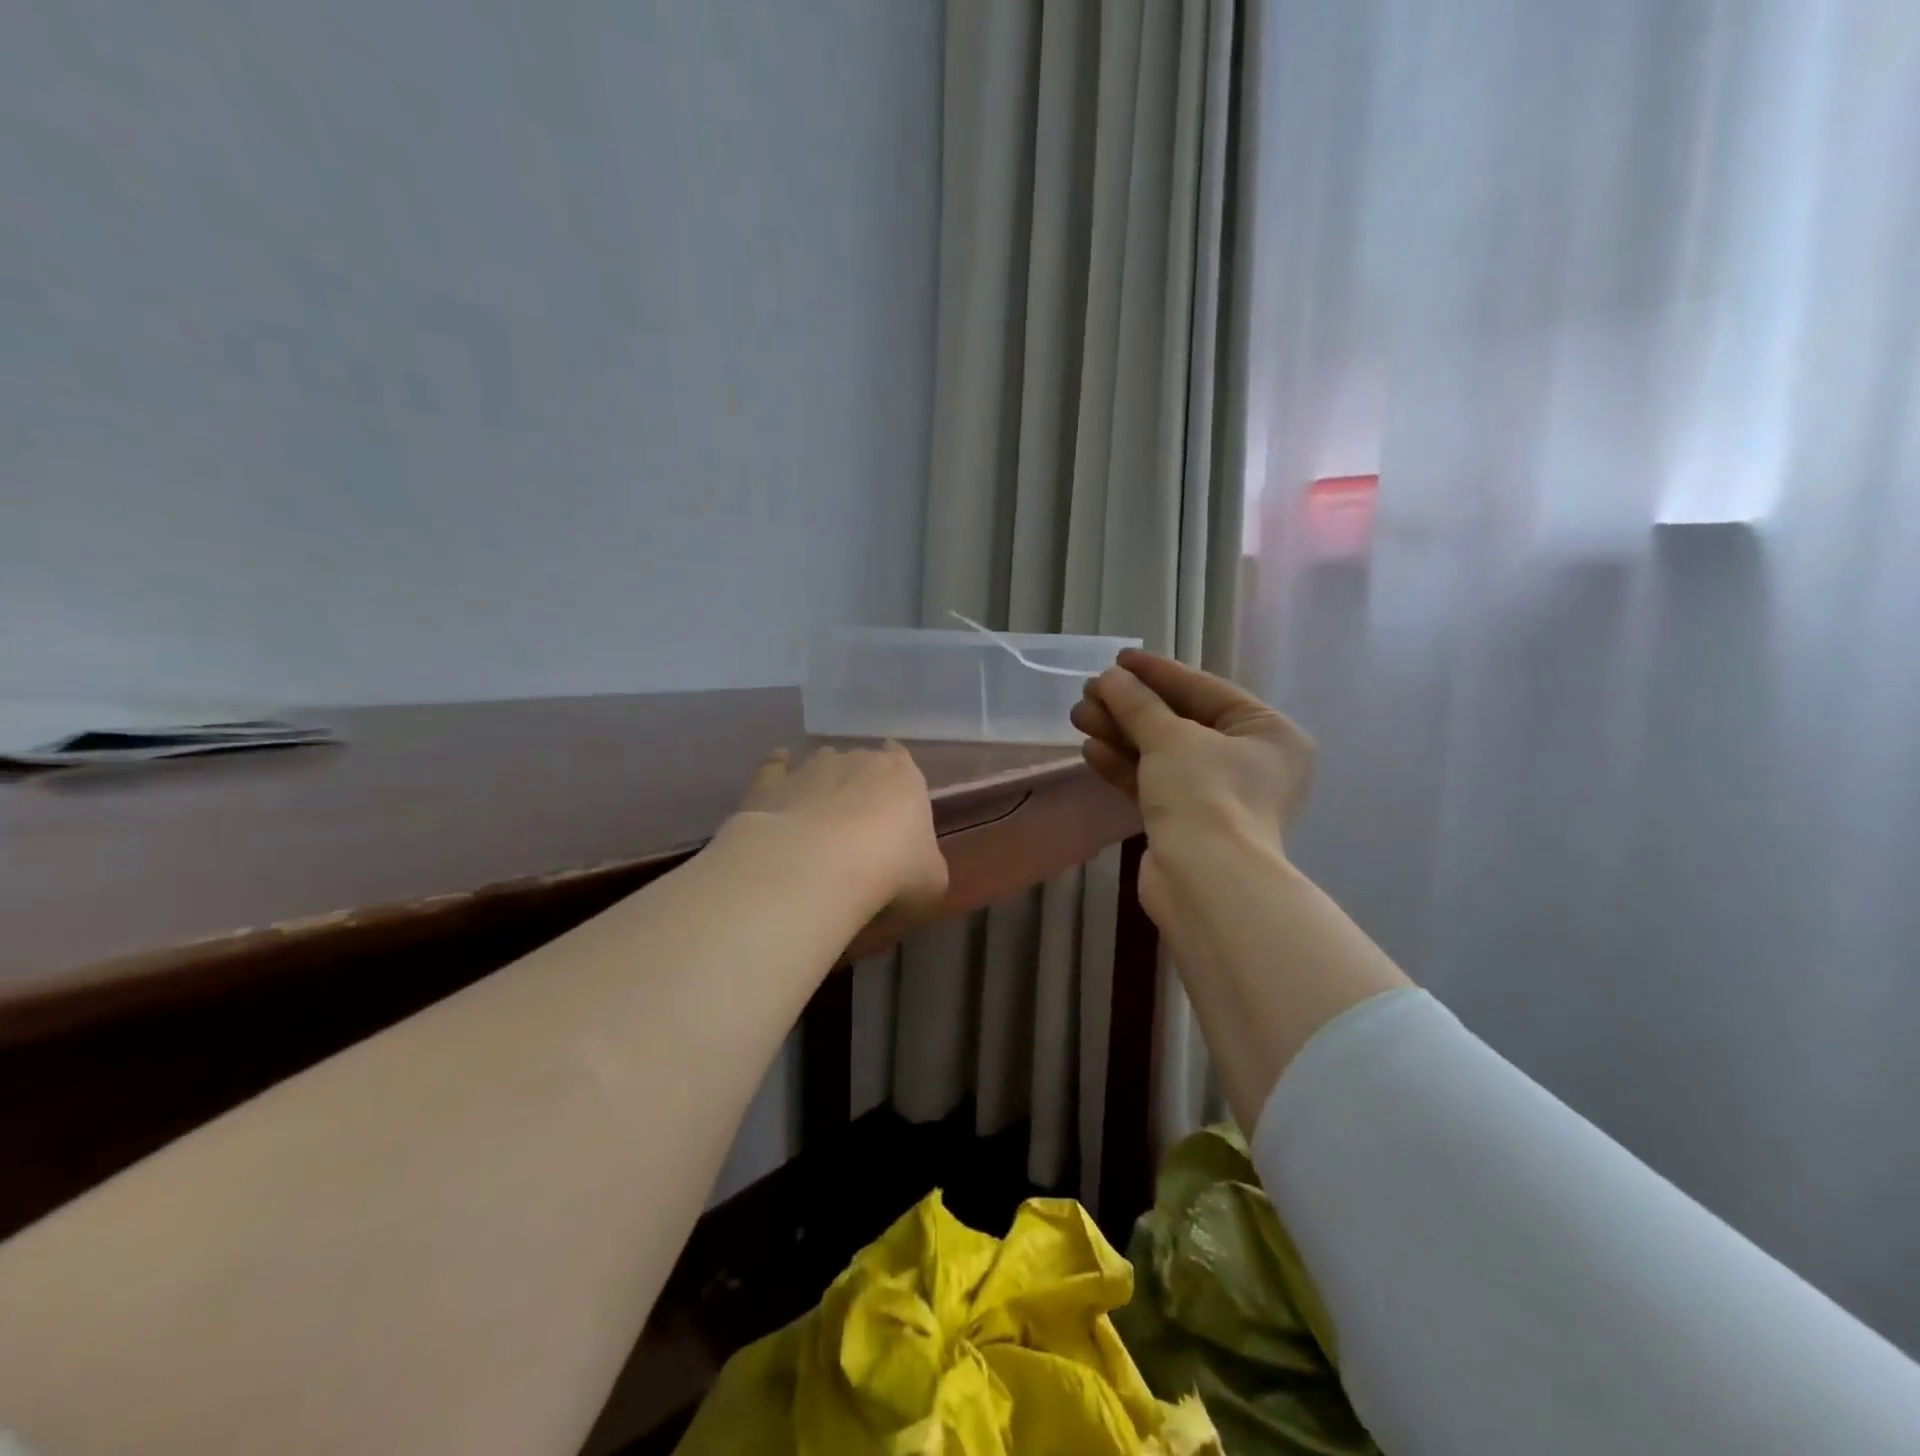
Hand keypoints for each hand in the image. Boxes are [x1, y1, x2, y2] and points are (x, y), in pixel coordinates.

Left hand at [726, 743, 947, 922]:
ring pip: (820, 764)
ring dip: (821, 783)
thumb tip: (916, 871)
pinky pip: (773, 768)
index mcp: (904, 776)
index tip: (894, 802)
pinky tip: (777, 788)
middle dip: (859, 785)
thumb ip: (925, 866)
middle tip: (857, 825)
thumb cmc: (891, 871)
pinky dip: (776, 772)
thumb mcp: (931, 882)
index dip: (897, 779)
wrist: (817, 868)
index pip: (902, 760)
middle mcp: (858, 760)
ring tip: (817, 817)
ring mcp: (811, 768)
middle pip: (861, 763)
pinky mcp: (770, 784)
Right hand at [1070, 649, 1313, 865]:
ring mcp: (1218, 795)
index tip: (1118, 659)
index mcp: (1267, 733)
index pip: (1205, 690)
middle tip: (1089, 691)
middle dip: (1131, 707)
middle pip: (1180, 722)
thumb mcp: (1171, 738)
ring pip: (1163, 754)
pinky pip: (1155, 783)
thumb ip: (1138, 703)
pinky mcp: (1188, 822)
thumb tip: (1110, 678)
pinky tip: (1091, 750)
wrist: (1206, 883)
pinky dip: (1125, 766)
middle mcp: (1249, 762)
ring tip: (1079, 716)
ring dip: (1121, 734)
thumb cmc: (1206, 794)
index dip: (1158, 672)